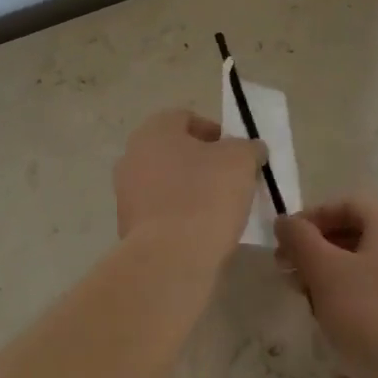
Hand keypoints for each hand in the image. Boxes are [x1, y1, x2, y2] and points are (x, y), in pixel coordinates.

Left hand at [114, 109, 266, 269]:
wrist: (171, 258)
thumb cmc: (206, 196)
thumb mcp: (241, 161)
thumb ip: (248, 148)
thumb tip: (251, 149)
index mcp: (154, 131)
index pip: (186, 119)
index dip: (215, 133)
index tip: (237, 154)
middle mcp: (132, 156)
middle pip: (175, 152)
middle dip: (203, 163)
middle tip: (231, 180)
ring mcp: (126, 193)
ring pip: (167, 183)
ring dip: (191, 190)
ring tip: (220, 209)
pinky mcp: (128, 227)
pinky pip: (161, 212)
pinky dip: (180, 216)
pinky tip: (202, 231)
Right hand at [275, 194, 377, 377]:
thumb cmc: (371, 316)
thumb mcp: (324, 271)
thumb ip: (300, 239)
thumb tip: (285, 221)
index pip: (346, 204)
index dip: (312, 217)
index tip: (286, 241)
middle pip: (355, 234)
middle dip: (317, 250)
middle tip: (289, 273)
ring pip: (365, 266)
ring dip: (330, 277)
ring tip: (307, 302)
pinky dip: (352, 298)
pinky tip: (336, 325)